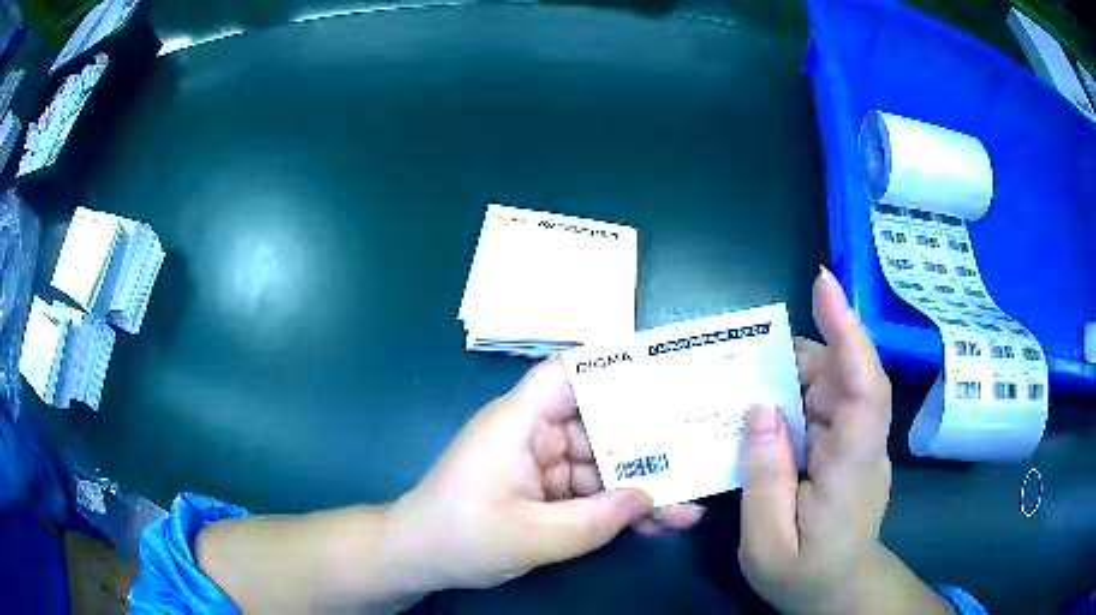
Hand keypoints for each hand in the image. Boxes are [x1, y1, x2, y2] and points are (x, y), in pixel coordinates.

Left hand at [388, 358, 704, 591]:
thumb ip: (596, 519)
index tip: (663, 375)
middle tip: (698, 446)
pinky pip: (589, 494)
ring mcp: (540, 465)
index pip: (567, 374)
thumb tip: (650, 497)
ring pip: (601, 466)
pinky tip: (659, 523)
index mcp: (519, 422)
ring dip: (640, 487)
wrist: (418, 559)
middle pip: (599, 425)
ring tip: (689, 503)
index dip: (612, 367)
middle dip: (647, 443)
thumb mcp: (533, 535)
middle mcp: (532, 434)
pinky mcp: (544, 493)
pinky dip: (618, 509)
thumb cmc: (461, 536)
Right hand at [738, 268, 894, 613]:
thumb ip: (764, 478)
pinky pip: (824, 404)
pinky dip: (794, 395)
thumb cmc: (804, 576)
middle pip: (843, 375)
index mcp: (852, 467)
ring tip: (748, 382)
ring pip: (833, 385)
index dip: (848, 331)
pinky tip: (765, 408)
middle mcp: (864, 442)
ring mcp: (860, 441)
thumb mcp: (768, 543)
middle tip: (748, 358)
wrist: (839, 590)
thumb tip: (760, 408)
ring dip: (792, 376)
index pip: (864, 388)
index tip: (823, 284)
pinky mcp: (849, 445)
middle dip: (799, 355)